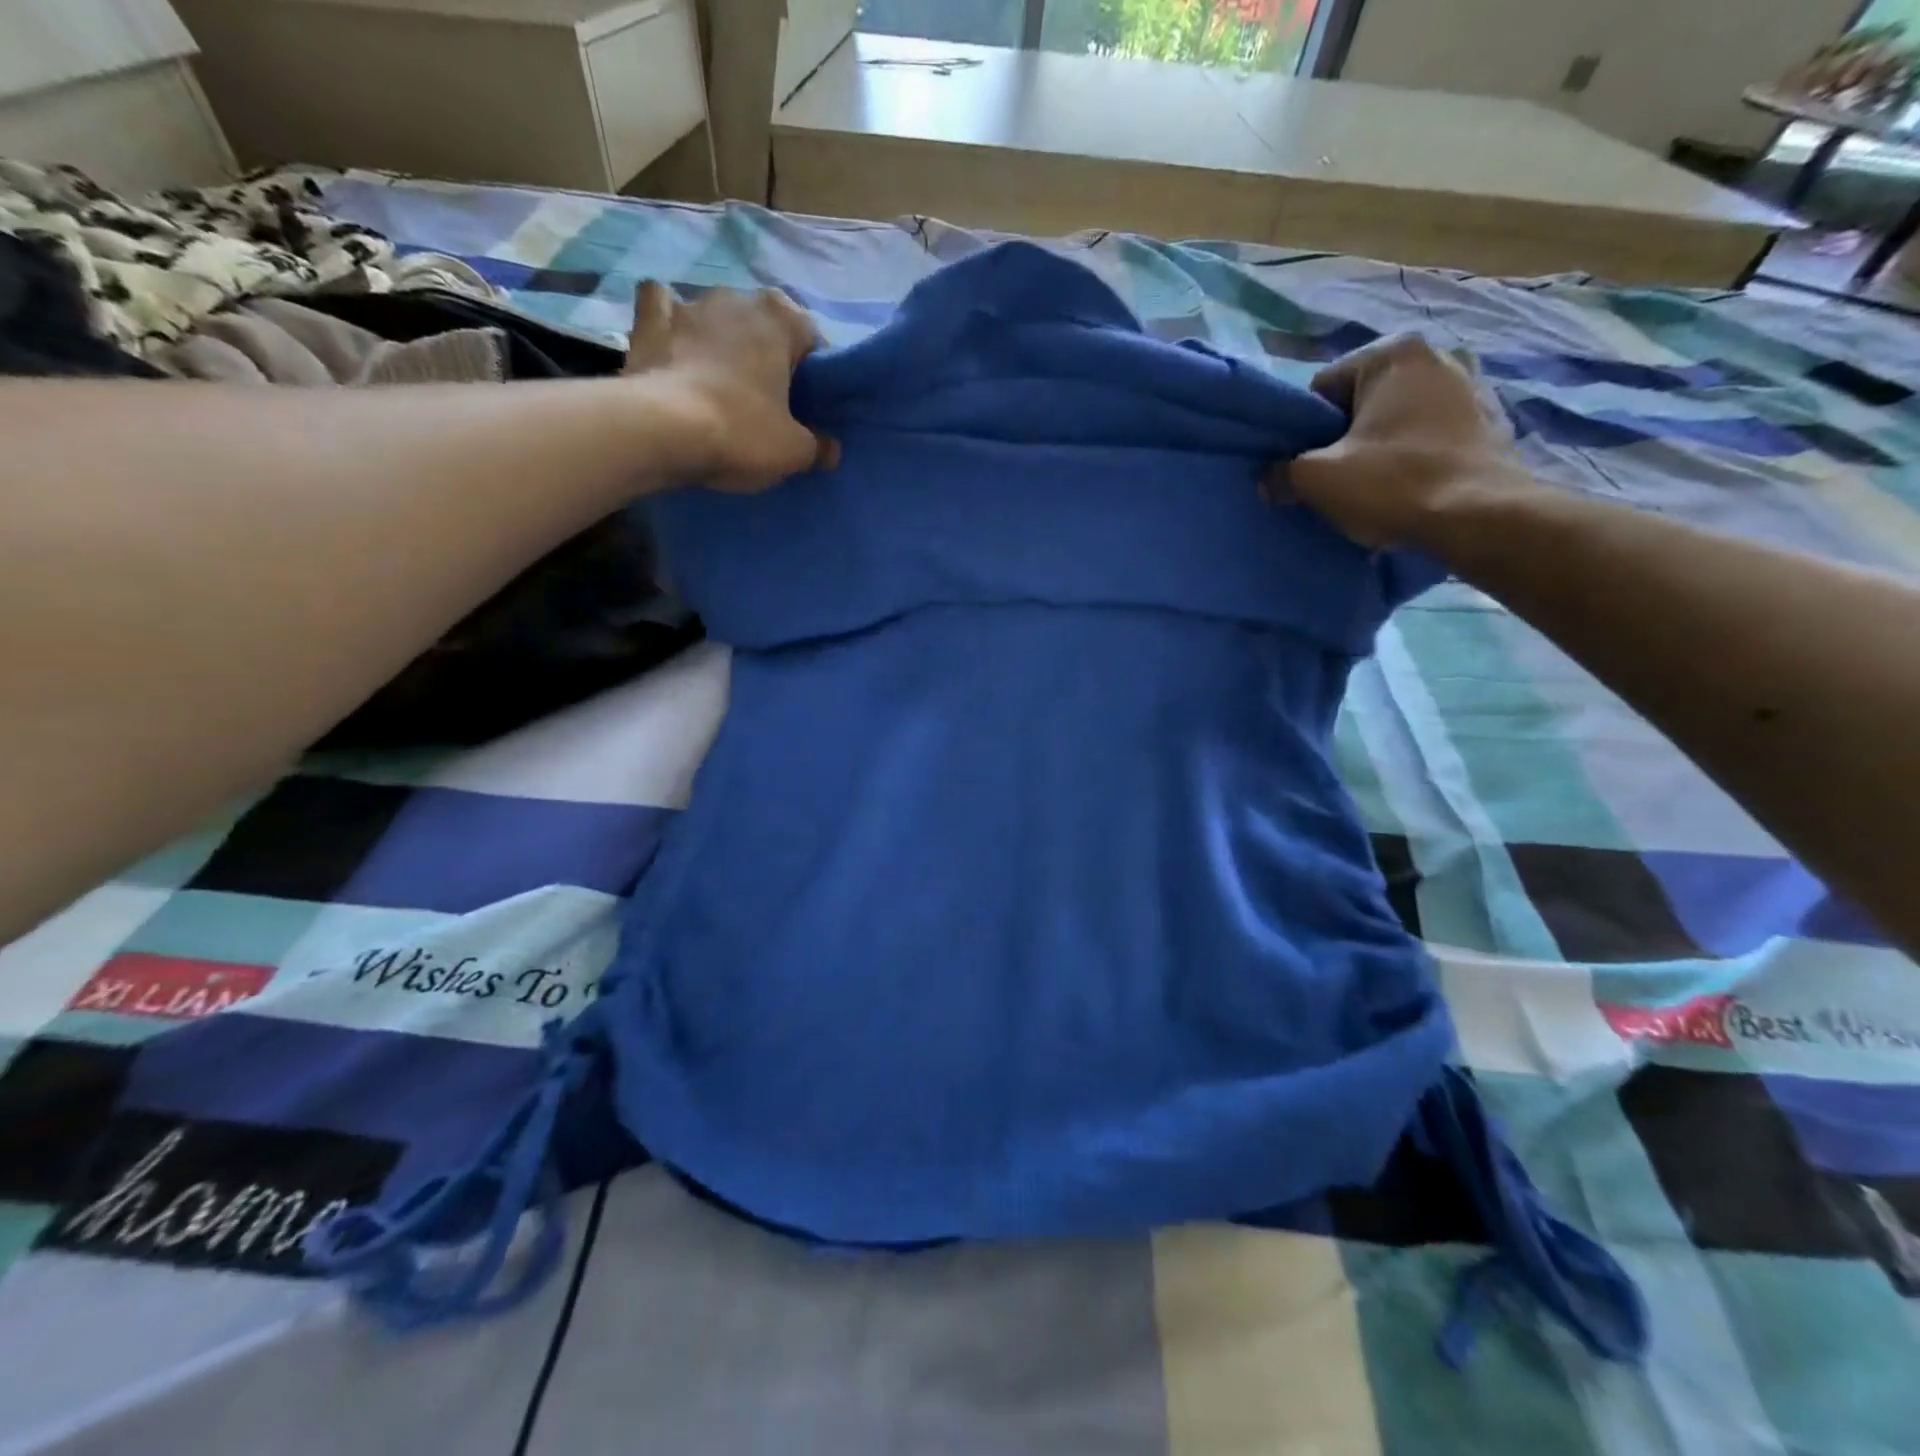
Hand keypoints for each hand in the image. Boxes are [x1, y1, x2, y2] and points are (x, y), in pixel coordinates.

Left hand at [625, 280, 838, 492]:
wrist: (661, 432)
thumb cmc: (741, 432)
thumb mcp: (794, 451)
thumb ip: (818, 446)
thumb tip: (830, 450)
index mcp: (781, 317)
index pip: (812, 339)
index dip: (813, 375)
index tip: (807, 406)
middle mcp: (737, 297)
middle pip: (764, 325)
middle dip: (767, 353)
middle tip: (767, 399)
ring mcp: (689, 304)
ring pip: (716, 315)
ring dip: (722, 338)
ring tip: (721, 380)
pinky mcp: (648, 321)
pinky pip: (662, 308)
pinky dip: (669, 321)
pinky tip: (674, 343)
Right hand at [1270, 335, 1529, 548]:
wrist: (1479, 517)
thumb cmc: (1392, 483)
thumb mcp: (1316, 480)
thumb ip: (1281, 473)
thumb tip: (1269, 480)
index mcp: (1393, 354)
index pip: (1322, 390)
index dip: (1306, 431)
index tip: (1309, 465)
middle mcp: (1438, 356)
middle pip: (1362, 403)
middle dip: (1345, 437)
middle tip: (1338, 478)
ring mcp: (1472, 387)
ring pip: (1399, 420)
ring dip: (1381, 447)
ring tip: (1375, 487)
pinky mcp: (1492, 422)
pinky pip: (1432, 436)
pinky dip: (1416, 456)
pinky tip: (1409, 488)